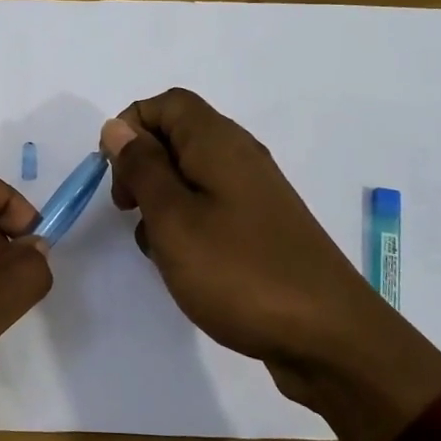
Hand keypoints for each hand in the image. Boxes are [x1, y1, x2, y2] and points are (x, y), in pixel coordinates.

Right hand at [101, 88, 404, 397]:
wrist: (327, 336)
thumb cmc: (238, 271)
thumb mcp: (173, 218)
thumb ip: (142, 168)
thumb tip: (117, 128)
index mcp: (218, 143)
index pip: (166, 103)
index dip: (131, 126)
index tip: (114, 173)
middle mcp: (239, 157)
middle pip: (177, 136)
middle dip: (141, 166)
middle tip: (128, 209)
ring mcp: (254, 194)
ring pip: (190, 176)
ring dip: (161, 202)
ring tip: (158, 246)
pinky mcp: (261, 228)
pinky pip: (210, 207)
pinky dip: (186, 225)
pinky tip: (183, 264)